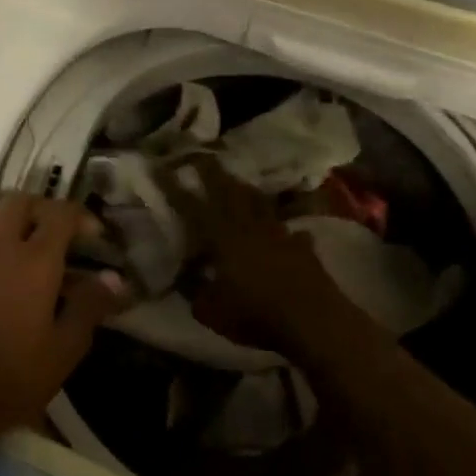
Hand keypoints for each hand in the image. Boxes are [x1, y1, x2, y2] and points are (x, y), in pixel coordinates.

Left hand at [0, 193, 129, 447]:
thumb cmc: (10, 377)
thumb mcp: (63, 350)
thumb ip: (91, 307)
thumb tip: (116, 279)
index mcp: (34, 260)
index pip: (60, 213)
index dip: (82, 216)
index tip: (96, 238)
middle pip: (20, 201)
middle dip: (45, 208)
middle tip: (61, 235)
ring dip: (12, 219)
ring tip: (29, 247)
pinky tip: (2, 276)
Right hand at [165, 158, 361, 362]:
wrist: (313, 320)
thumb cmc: (255, 315)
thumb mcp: (211, 312)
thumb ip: (194, 291)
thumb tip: (184, 277)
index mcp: (222, 238)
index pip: (192, 207)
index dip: (176, 188)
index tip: (163, 167)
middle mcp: (250, 227)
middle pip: (230, 192)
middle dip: (214, 172)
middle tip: (203, 155)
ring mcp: (280, 234)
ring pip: (260, 204)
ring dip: (247, 191)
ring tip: (239, 182)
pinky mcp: (303, 248)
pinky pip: (292, 232)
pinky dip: (287, 230)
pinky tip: (289, 232)